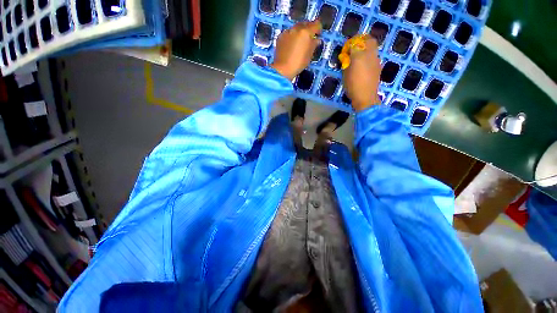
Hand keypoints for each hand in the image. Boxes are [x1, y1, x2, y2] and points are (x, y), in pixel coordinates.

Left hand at [271, 20, 321, 79]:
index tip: (318, 34)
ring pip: (295, 28)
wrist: (283, 69)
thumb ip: (313, 45)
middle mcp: (296, 28)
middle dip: (308, 28)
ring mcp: (287, 32)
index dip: (318, 28)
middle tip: (309, 36)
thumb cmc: (298, 63)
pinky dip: (291, 36)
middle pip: (304, 24)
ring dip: (299, 32)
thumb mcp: (309, 55)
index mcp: (306, 32)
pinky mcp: (280, 36)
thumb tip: (316, 39)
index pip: (316, 24)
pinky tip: (290, 45)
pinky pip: (288, 33)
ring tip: (299, 41)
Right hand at [342, 35, 381, 111]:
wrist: (365, 97)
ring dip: (367, 47)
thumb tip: (347, 57)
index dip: (350, 44)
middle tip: (355, 45)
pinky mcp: (379, 65)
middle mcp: (369, 54)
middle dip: (362, 40)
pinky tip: (364, 64)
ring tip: (360, 55)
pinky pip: (374, 55)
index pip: (354, 43)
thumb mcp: (345, 74)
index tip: (346, 49)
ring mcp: (376, 59)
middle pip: (369, 40)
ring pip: (373, 47)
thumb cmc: (352, 86)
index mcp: (358, 56)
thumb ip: (346, 63)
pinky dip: (369, 55)